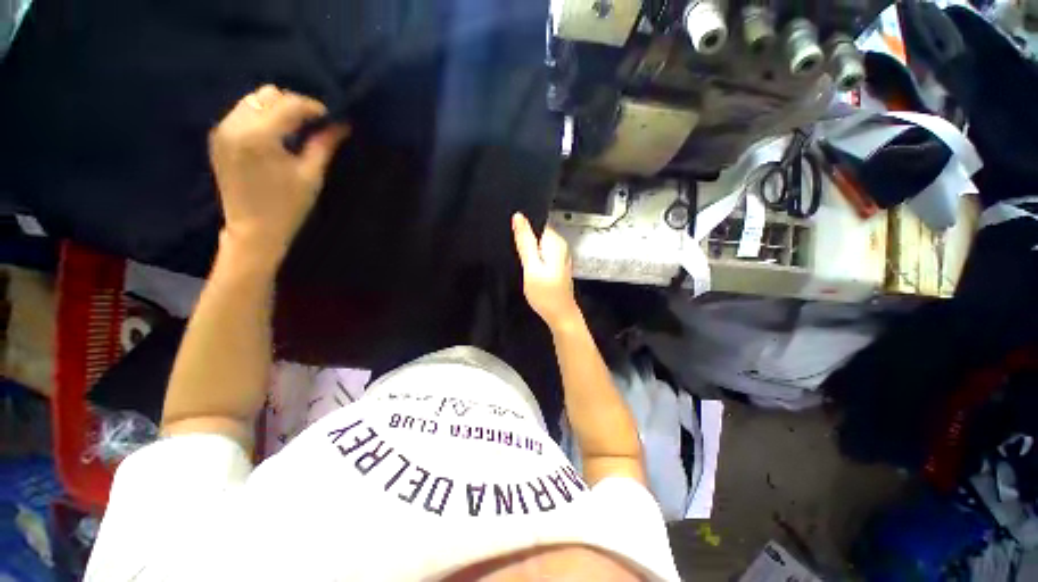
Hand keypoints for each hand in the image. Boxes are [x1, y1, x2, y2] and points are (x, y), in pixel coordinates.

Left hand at [209, 85, 348, 264]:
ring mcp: (222, 130)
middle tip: (313, 125)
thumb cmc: (288, 206)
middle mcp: (235, 125)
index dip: (313, 107)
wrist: (253, 230)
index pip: (289, 104)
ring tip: (294, 130)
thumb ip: (324, 145)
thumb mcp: (311, 175)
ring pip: (253, 100)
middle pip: (268, 95)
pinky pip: (242, 112)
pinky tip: (275, 136)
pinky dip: (261, 117)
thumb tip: (341, 124)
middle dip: (293, 105)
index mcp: (258, 136)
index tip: (331, 118)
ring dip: (276, 109)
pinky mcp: (218, 137)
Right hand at [512, 213, 581, 331]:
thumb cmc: (545, 293)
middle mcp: (560, 245)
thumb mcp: (531, 267)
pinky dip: (534, 258)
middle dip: (525, 240)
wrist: (560, 315)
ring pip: (539, 244)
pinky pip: (542, 254)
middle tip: (514, 253)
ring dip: (529, 250)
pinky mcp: (557, 264)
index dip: (523, 229)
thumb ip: (525, 242)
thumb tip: (518, 216)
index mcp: (555, 241)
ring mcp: (560, 255)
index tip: (513, 240)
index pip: (536, 223)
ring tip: (521, 261)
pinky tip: (529, 267)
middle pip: (538, 233)